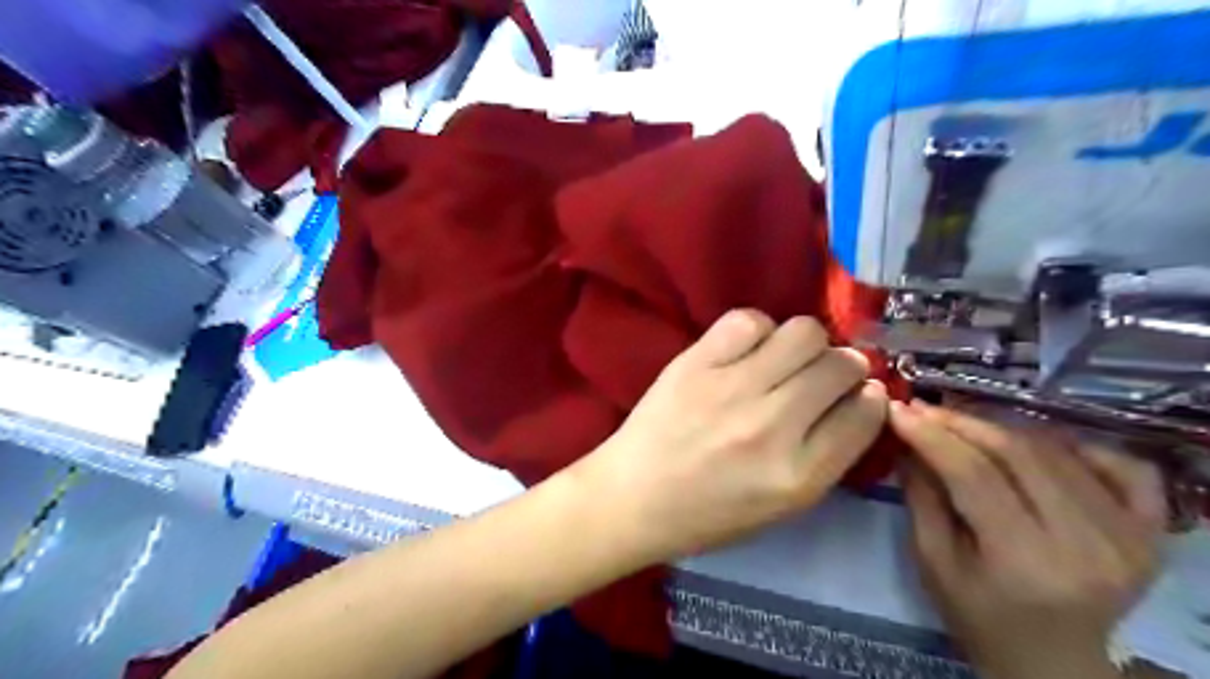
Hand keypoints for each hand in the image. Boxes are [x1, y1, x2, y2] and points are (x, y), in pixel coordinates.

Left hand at [580, 308, 889, 562]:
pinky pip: (749, 320)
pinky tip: (747, 350)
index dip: (869, 397)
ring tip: (785, 359)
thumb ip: (828, 455)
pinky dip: (758, 330)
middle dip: (843, 367)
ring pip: (803, 333)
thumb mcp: (783, 506)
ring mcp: (731, 389)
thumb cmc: (708, 513)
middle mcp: (772, 427)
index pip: (865, 414)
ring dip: (806, 343)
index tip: (858, 393)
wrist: (632, 496)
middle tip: (821, 375)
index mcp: (798, 476)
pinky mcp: (695, 363)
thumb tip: (862, 397)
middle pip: (839, 367)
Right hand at [892, 401, 1165, 677]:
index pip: (973, 475)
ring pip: (1059, 451)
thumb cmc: (979, 617)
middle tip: (926, 408)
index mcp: (1024, 562)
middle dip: (963, 423)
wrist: (1053, 661)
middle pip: (1018, 455)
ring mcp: (1131, 537)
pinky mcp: (1153, 532)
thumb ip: (921, 497)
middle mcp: (1087, 545)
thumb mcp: (933, 561)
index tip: (900, 409)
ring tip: (966, 423)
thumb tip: (907, 438)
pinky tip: (1042, 445)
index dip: (932, 435)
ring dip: (1004, 427)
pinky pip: (1125, 466)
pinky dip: (1081, 444)